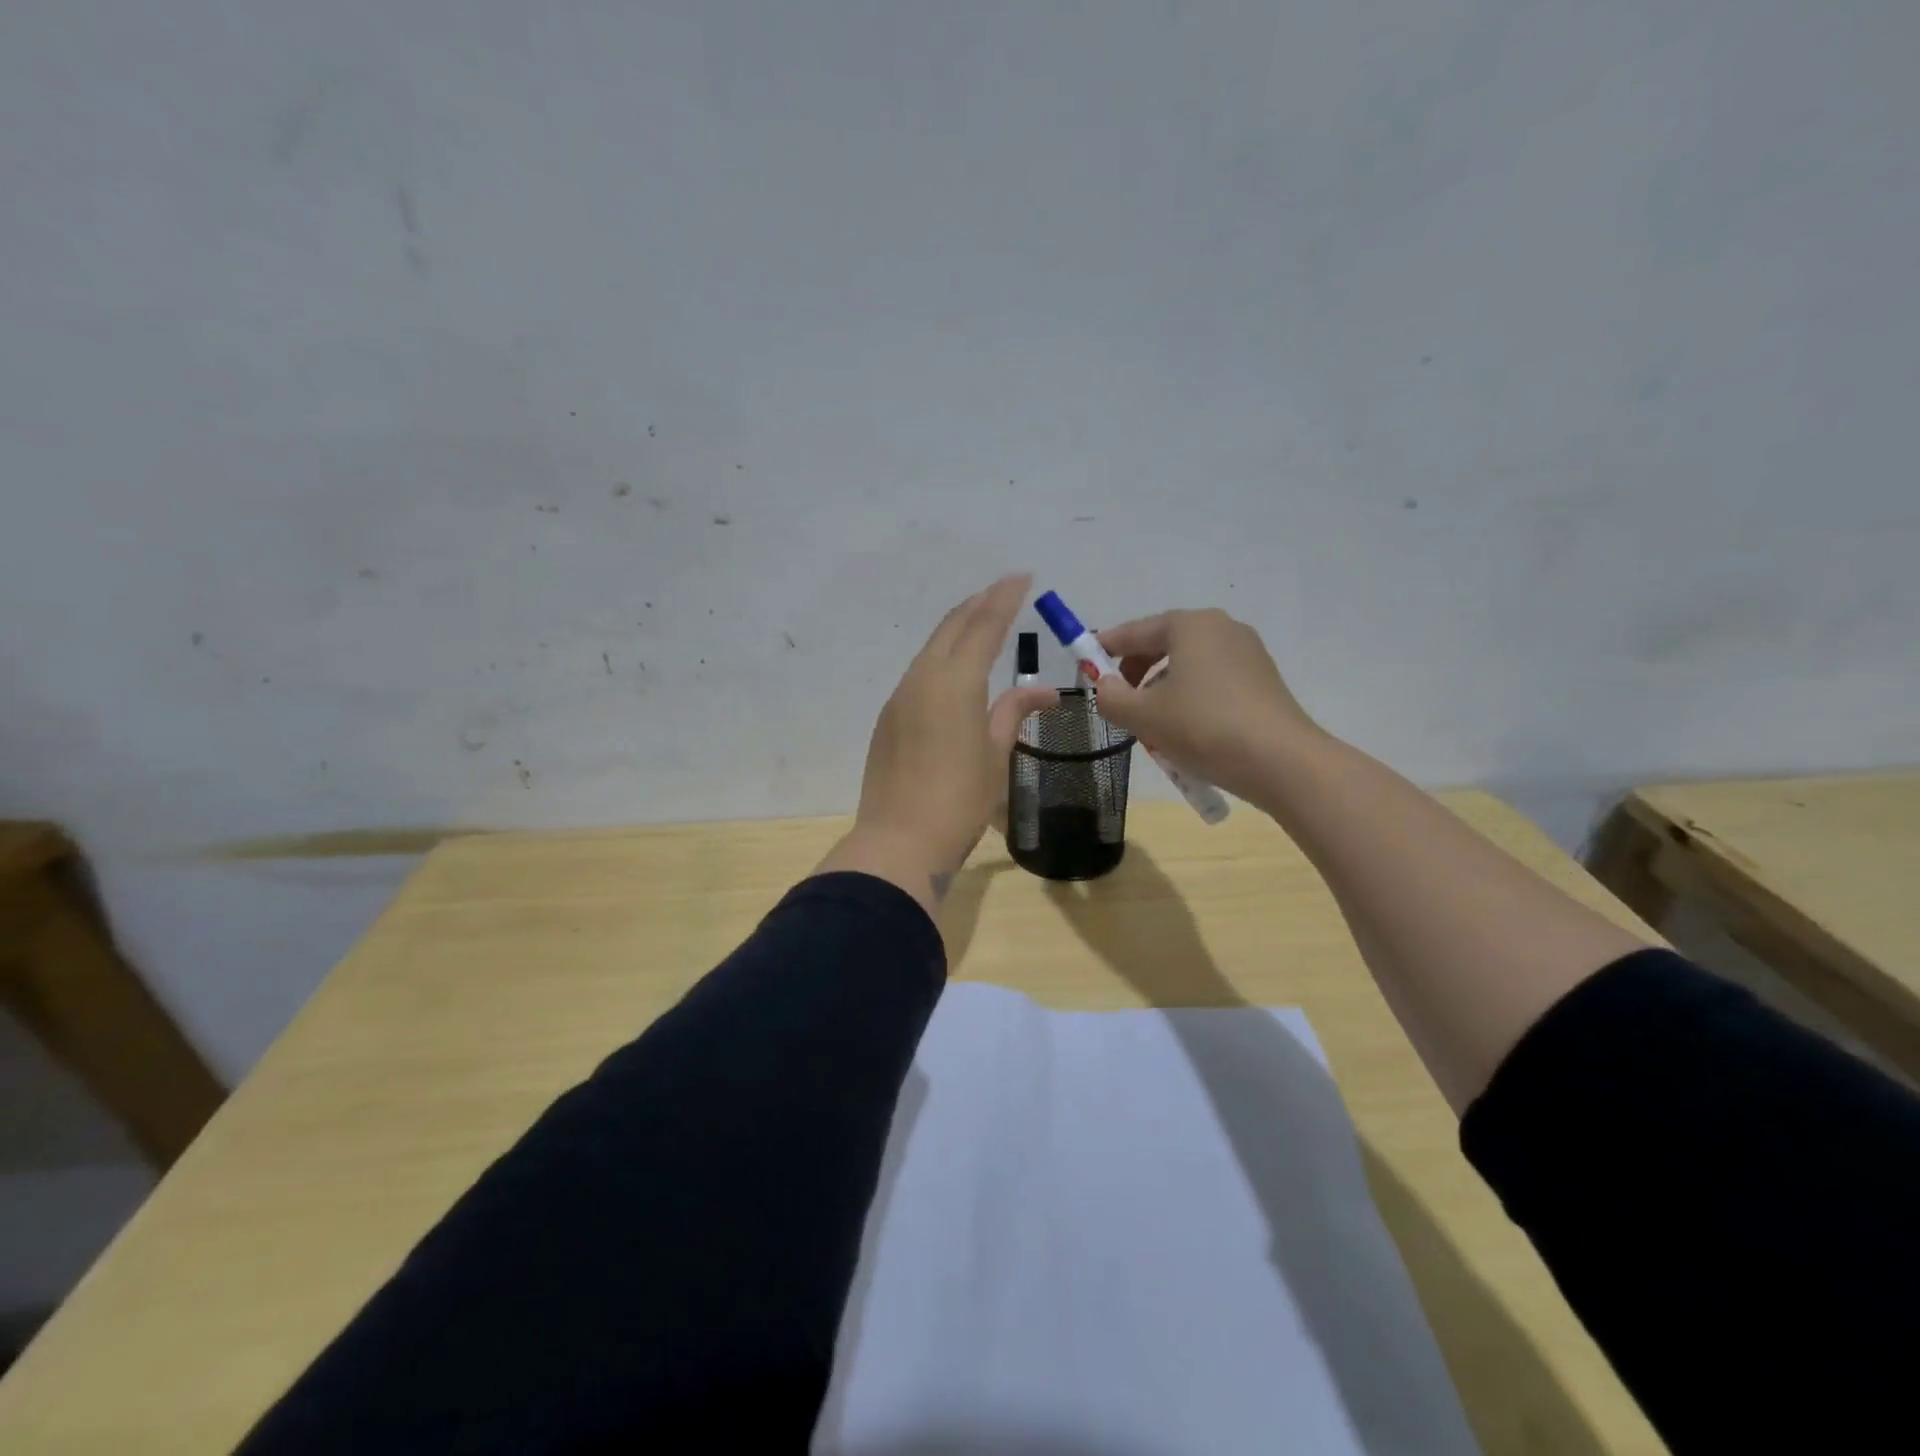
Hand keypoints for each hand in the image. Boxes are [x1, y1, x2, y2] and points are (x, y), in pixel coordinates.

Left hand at [816, 575, 1057, 919]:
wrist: (899, 841)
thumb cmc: (960, 800)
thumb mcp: (996, 755)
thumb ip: (1014, 713)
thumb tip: (1044, 692)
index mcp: (955, 682)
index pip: (983, 626)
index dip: (1004, 598)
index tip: (1022, 577)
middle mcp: (923, 678)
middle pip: (951, 628)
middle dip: (978, 605)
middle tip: (1003, 591)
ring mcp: (900, 697)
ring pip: (931, 648)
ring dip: (957, 630)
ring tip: (980, 622)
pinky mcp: (889, 718)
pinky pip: (918, 673)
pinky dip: (940, 658)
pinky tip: (953, 669)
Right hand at [1089, 608, 1322, 806]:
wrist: (1281, 762)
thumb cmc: (1203, 727)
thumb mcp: (1143, 716)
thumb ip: (1111, 697)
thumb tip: (1104, 686)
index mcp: (1190, 625)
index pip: (1135, 631)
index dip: (1105, 647)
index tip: (1084, 665)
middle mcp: (1220, 628)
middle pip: (1163, 645)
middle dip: (1136, 673)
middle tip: (1120, 703)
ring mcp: (1247, 653)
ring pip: (1188, 666)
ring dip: (1162, 690)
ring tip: (1153, 726)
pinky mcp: (1262, 680)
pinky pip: (1212, 682)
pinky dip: (1191, 698)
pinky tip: (1187, 732)